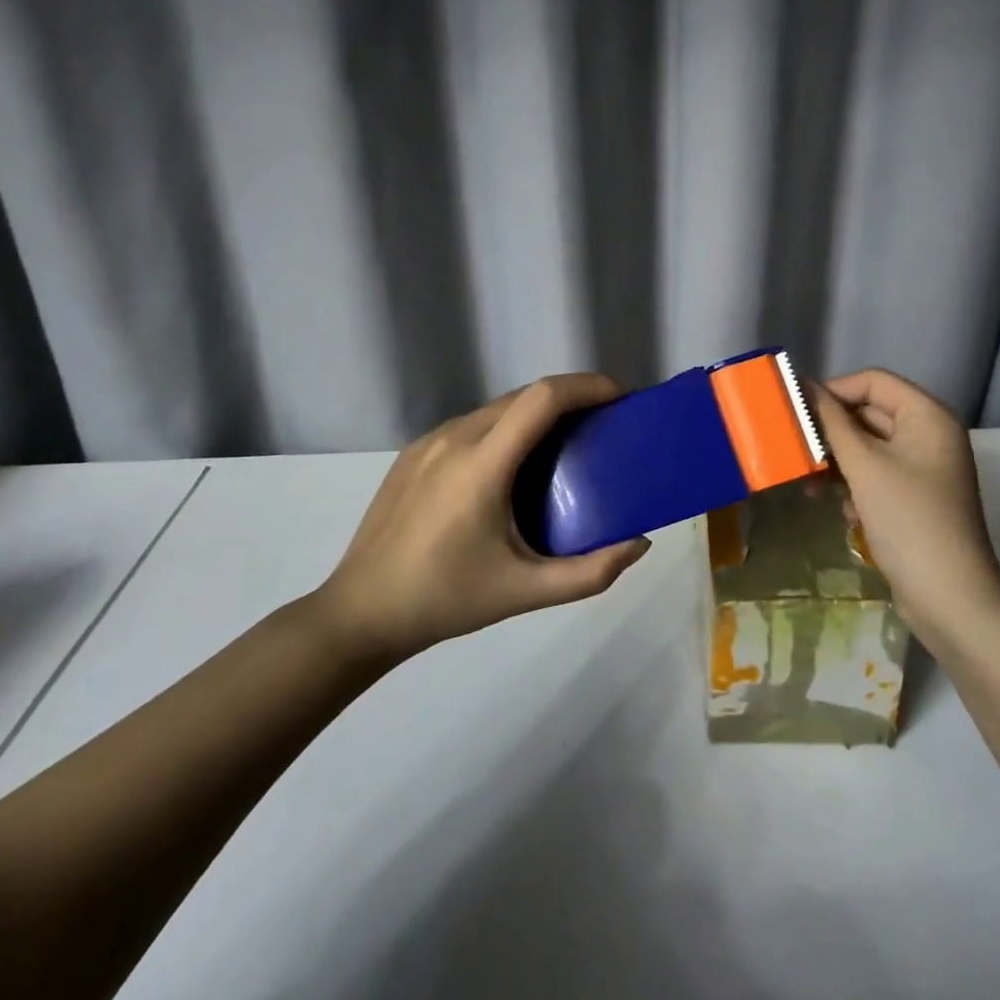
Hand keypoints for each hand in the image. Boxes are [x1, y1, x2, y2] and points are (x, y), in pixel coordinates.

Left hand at [310, 374, 650, 661]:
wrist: (360, 613)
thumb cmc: (446, 600)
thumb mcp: (526, 592)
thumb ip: (591, 573)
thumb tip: (639, 543)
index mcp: (482, 464)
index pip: (543, 397)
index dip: (587, 386)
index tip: (621, 398)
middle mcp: (455, 437)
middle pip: (525, 396)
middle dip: (571, 398)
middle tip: (603, 425)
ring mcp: (429, 441)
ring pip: (497, 408)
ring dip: (538, 413)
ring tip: (565, 445)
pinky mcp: (414, 452)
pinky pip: (473, 424)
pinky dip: (507, 428)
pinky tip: (513, 467)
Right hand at [809, 369, 999, 649]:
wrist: (950, 598)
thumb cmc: (908, 519)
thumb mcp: (864, 465)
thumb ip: (831, 422)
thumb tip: (804, 387)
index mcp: (927, 415)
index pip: (872, 381)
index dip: (833, 390)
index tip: (795, 412)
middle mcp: (929, 434)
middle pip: (869, 412)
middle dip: (831, 430)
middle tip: (794, 448)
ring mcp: (924, 467)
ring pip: (868, 446)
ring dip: (838, 460)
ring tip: (810, 484)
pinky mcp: (915, 497)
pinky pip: (876, 474)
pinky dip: (854, 484)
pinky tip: (844, 510)